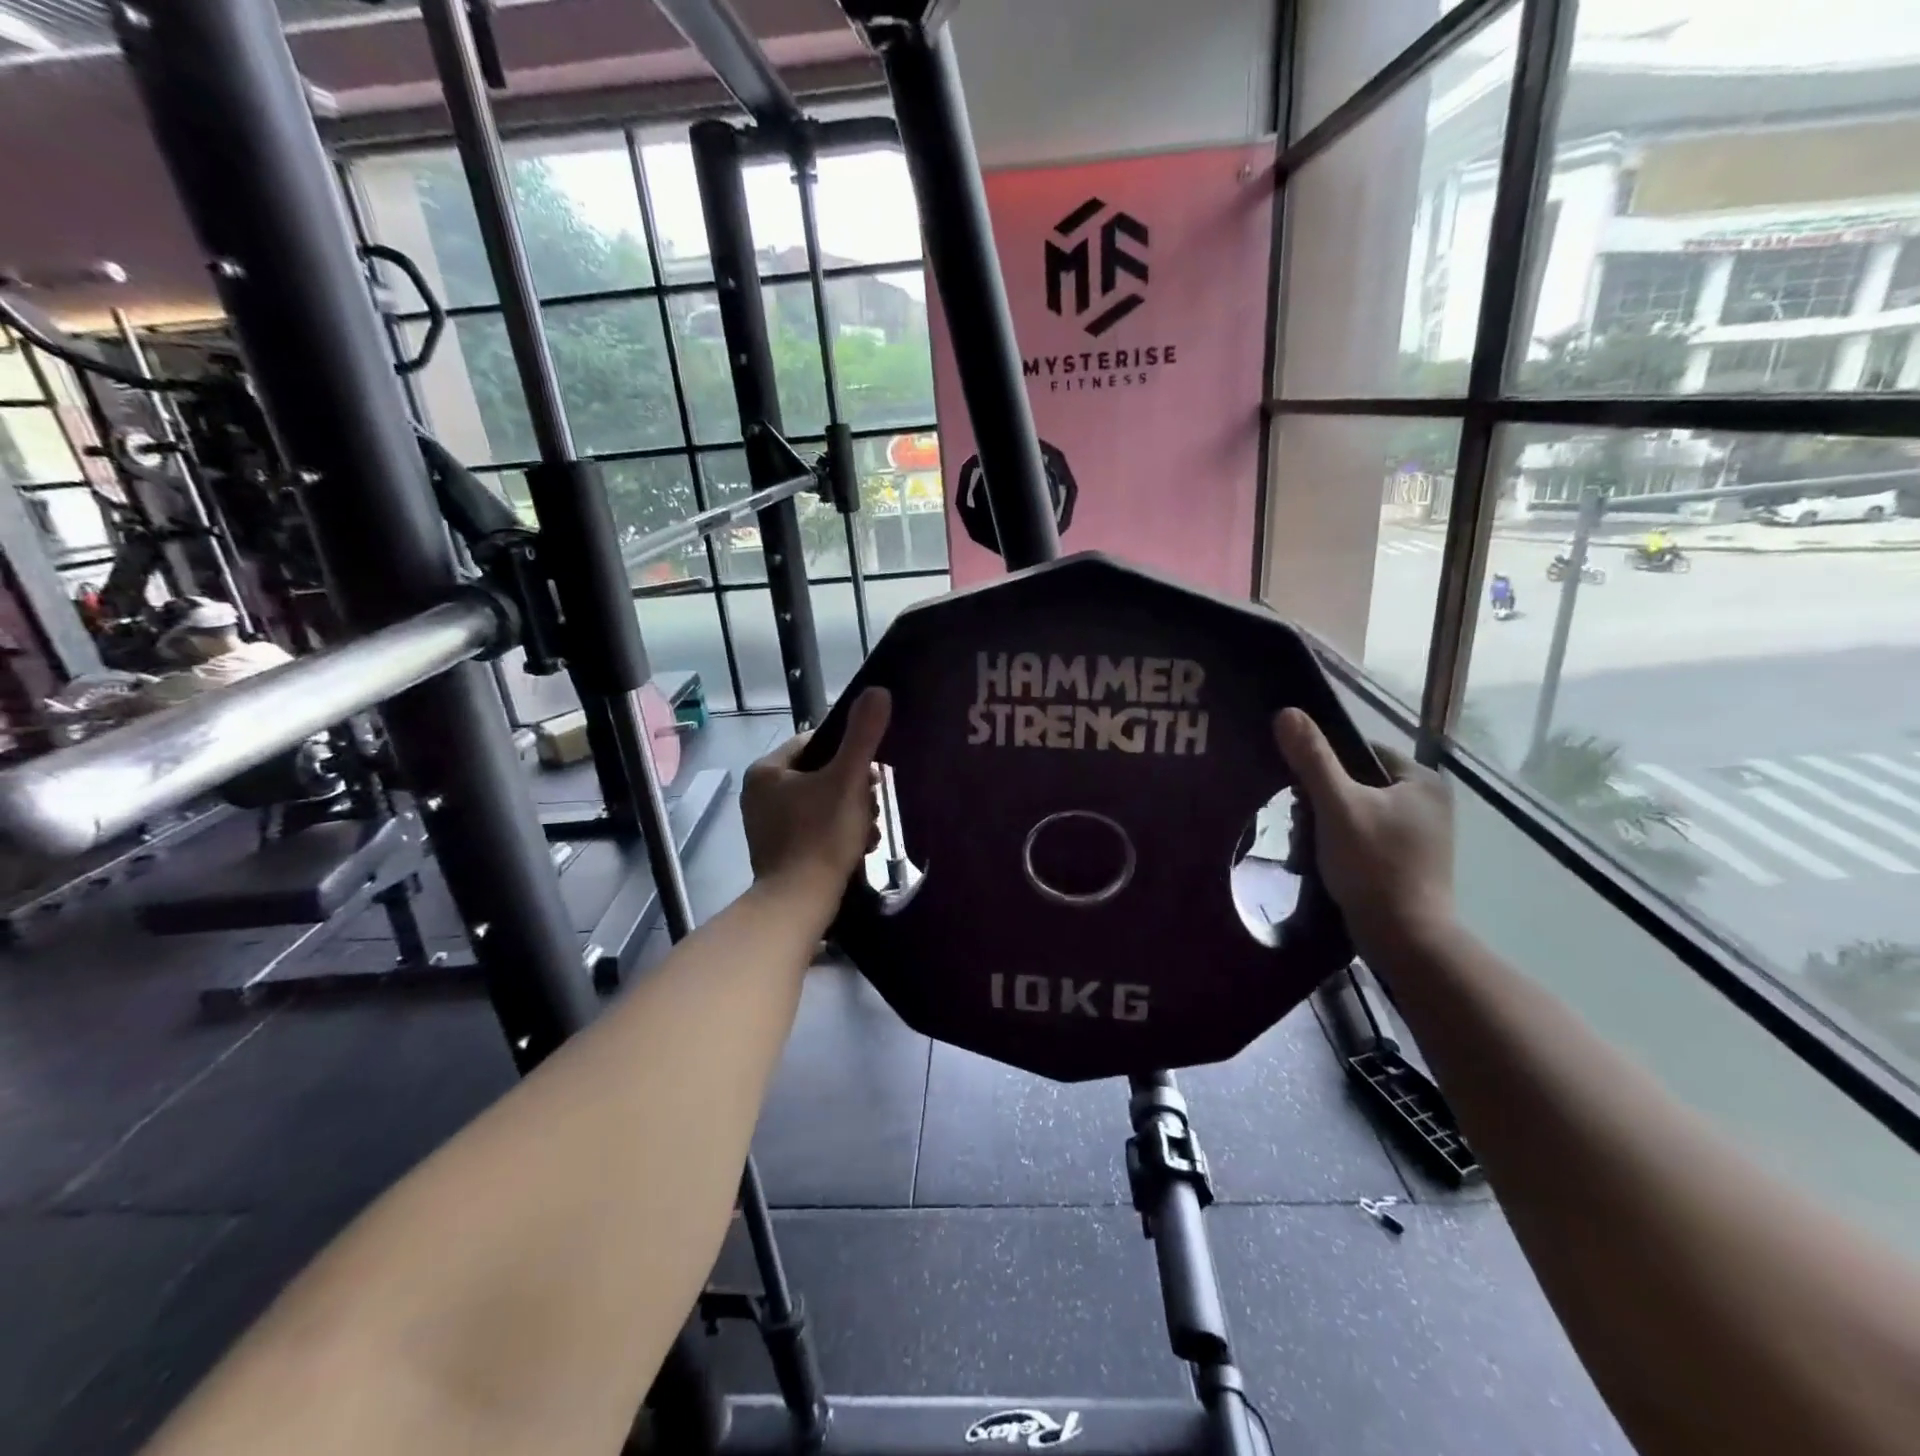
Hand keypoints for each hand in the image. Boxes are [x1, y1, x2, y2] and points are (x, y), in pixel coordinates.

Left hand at [743, 688, 890, 895]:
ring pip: (821, 803)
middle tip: (874, 805)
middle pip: (821, 774)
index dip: (850, 753)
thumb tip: (879, 690)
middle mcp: (759, 794)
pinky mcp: (778, 851)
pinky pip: (814, 828)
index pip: (815, 742)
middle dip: (853, 788)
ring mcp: (766, 825)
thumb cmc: (821, 835)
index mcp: (767, 770)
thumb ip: (863, 736)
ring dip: (851, 812)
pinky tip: (859, 847)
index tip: (872, 773)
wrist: (799, 902)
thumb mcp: (848, 780)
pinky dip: (838, 833)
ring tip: (870, 830)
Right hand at [1274, 707, 1455, 955]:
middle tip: (1303, 822)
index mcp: (1422, 781)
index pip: (1361, 752)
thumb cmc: (1373, 864)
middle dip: (1324, 800)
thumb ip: (1313, 759)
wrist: (1403, 937)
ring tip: (1311, 845)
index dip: (1324, 766)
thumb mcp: (1337, 805)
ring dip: (1329, 824)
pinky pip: (1367, 837)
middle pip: (1358, 783)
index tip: (1300, 790)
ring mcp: (1423, 835)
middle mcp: (1430, 803)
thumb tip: (1286, 712)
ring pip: (1358, 812)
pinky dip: (1344, 844)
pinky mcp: (1411, 863)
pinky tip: (1326, 861)